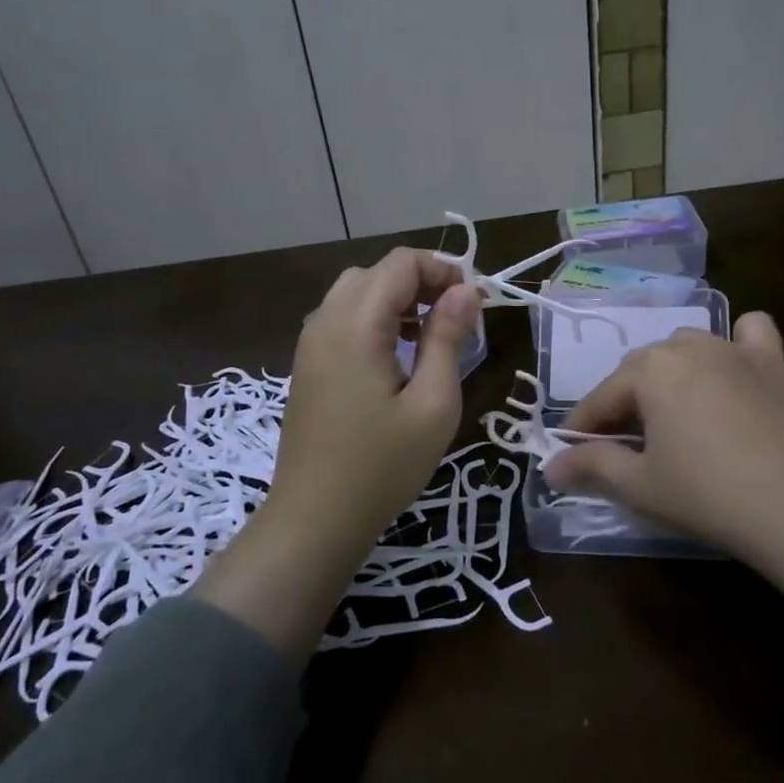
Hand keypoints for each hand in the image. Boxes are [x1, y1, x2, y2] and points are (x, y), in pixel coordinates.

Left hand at [268, 248, 480, 536]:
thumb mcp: (433, 403)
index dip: (443, 270)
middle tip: (456, 319)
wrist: (315, 520)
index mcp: (355, 324)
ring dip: (398, 301)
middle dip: (422, 283)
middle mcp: (325, 322)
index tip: (475, 304)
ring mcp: (310, 344)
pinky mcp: (308, 366)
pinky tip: (398, 356)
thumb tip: (466, 290)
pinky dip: (375, 320)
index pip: (401, 262)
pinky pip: (343, 320)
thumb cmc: (382, 466)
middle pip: (377, 273)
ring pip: (357, 293)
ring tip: (431, 336)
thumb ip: (448, 338)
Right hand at [547, 312, 783, 670]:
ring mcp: (734, 350)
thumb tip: (550, 468)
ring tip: (670, 413)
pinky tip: (733, 368)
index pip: (601, 398)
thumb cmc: (707, 495)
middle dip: (623, 403)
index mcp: (649, 371)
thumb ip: (592, 467)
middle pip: (640, 369)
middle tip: (621, 445)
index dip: (582, 427)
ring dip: (669, 373)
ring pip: (686, 347)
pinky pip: (750, 334)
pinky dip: (736, 342)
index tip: (571, 454)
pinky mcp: (773, 365)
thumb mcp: (639, 485)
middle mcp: (687, 346)